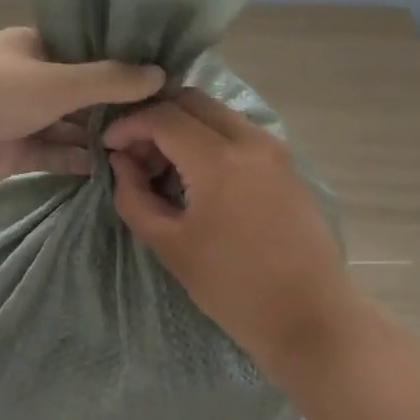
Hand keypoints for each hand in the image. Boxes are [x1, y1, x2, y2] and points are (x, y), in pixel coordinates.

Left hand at [0, 28, 164, 196]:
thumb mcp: (55, 81)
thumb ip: (108, 80)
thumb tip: (160, 74)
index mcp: (35, 46)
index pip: (89, 51)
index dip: (124, 64)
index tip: (166, 80)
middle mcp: (30, 78)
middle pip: (81, 91)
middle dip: (116, 106)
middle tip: (166, 122)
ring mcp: (19, 117)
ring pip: (68, 126)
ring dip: (99, 137)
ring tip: (148, 150)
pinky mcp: (11, 153)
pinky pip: (53, 155)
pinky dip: (78, 162)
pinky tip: (114, 170)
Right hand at [104, 90, 356, 379]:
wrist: (311, 318)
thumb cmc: (234, 288)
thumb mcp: (169, 246)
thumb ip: (134, 197)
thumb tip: (122, 162)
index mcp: (218, 160)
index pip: (162, 117)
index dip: (128, 125)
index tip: (108, 146)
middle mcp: (249, 139)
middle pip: (190, 100)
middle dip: (155, 117)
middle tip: (136, 152)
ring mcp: (273, 147)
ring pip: (215, 111)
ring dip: (182, 125)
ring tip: (163, 165)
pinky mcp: (285, 161)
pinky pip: (236, 129)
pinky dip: (208, 136)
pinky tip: (195, 174)